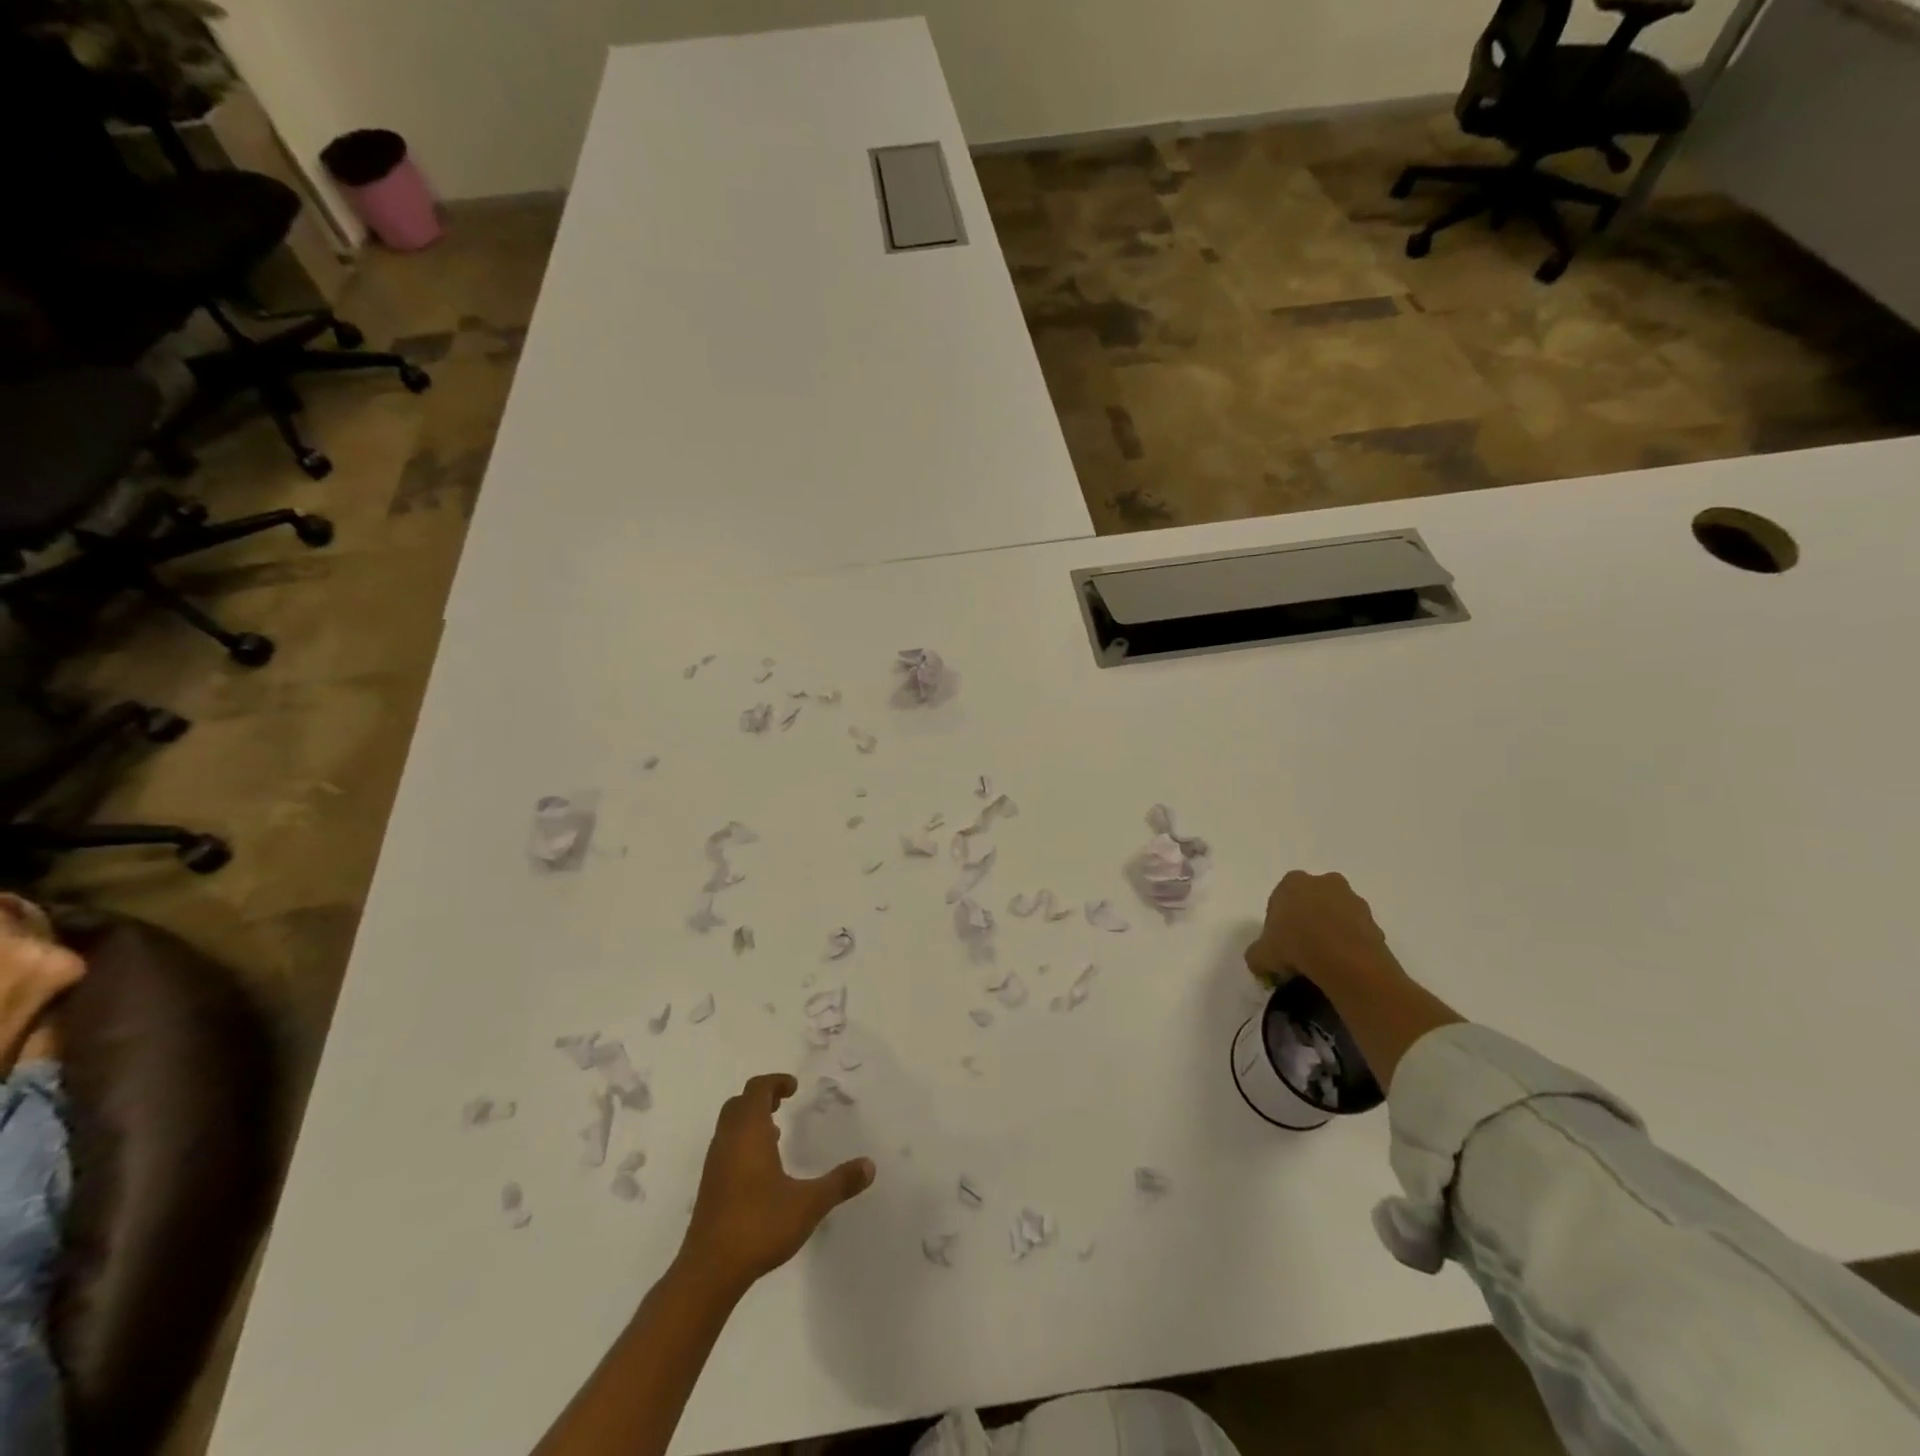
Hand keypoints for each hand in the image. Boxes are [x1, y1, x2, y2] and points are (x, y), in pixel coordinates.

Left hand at [679, 1073, 873, 1294]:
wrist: (709, 1270)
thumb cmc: (759, 1225)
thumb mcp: (808, 1204)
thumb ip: (839, 1183)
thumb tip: (870, 1165)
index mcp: (749, 1133)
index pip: (757, 1089)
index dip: (775, 1082)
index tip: (794, 1088)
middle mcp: (728, 1141)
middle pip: (739, 1103)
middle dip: (761, 1097)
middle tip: (783, 1103)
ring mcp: (714, 1164)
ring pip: (729, 1126)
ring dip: (750, 1120)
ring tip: (776, 1132)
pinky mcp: (709, 1186)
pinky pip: (725, 1147)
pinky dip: (742, 1142)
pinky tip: (761, 1168)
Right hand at [1244, 871, 1404, 993]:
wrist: (1345, 961)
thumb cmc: (1295, 946)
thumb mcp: (1261, 955)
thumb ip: (1257, 955)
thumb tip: (1260, 962)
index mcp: (1292, 882)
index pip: (1280, 899)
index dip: (1278, 924)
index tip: (1279, 945)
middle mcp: (1324, 882)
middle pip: (1311, 902)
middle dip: (1307, 921)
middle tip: (1301, 950)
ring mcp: (1353, 900)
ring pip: (1336, 915)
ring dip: (1331, 932)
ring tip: (1324, 962)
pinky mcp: (1375, 921)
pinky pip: (1356, 932)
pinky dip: (1349, 945)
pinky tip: (1342, 966)